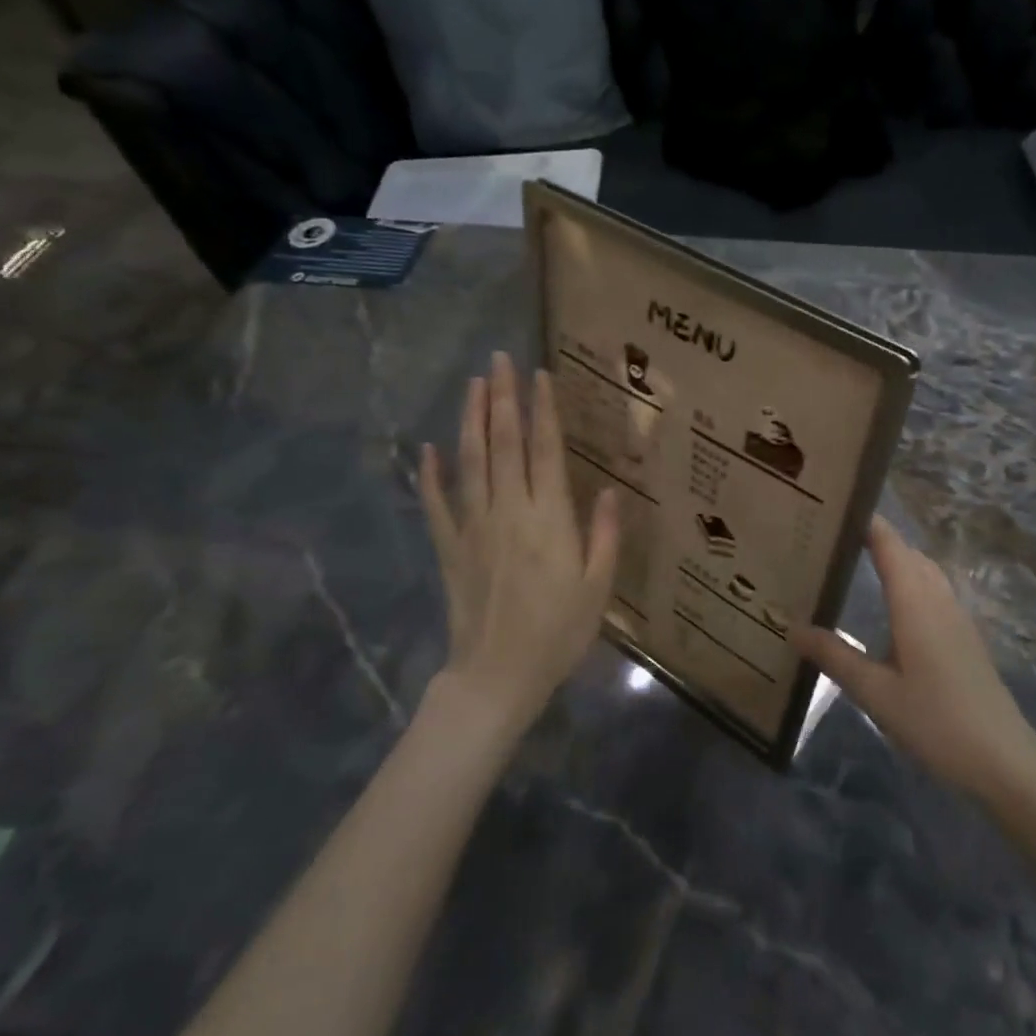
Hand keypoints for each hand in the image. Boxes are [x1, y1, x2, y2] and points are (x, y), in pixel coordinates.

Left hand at [419, 352, 617, 731]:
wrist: (497, 675)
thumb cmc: (558, 633)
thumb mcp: (598, 588)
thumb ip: (604, 536)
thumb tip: (608, 490)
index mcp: (549, 519)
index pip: (544, 451)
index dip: (542, 411)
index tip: (539, 376)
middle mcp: (509, 511)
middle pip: (503, 443)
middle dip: (502, 398)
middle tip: (499, 360)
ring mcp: (473, 527)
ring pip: (470, 461)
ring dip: (470, 419)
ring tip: (472, 384)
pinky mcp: (449, 547)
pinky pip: (437, 503)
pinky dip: (431, 473)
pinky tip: (428, 448)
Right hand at [793, 516, 1035, 799]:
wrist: (1002, 759)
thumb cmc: (935, 721)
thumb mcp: (875, 693)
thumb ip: (834, 656)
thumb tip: (793, 627)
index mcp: (915, 603)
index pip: (890, 546)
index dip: (867, 522)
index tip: (835, 506)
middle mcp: (938, 600)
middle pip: (908, 553)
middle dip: (877, 537)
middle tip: (834, 535)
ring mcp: (957, 617)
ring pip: (925, 571)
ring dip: (896, 558)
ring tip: (857, 560)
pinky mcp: (965, 637)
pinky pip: (934, 590)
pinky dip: (910, 580)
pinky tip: (893, 604)